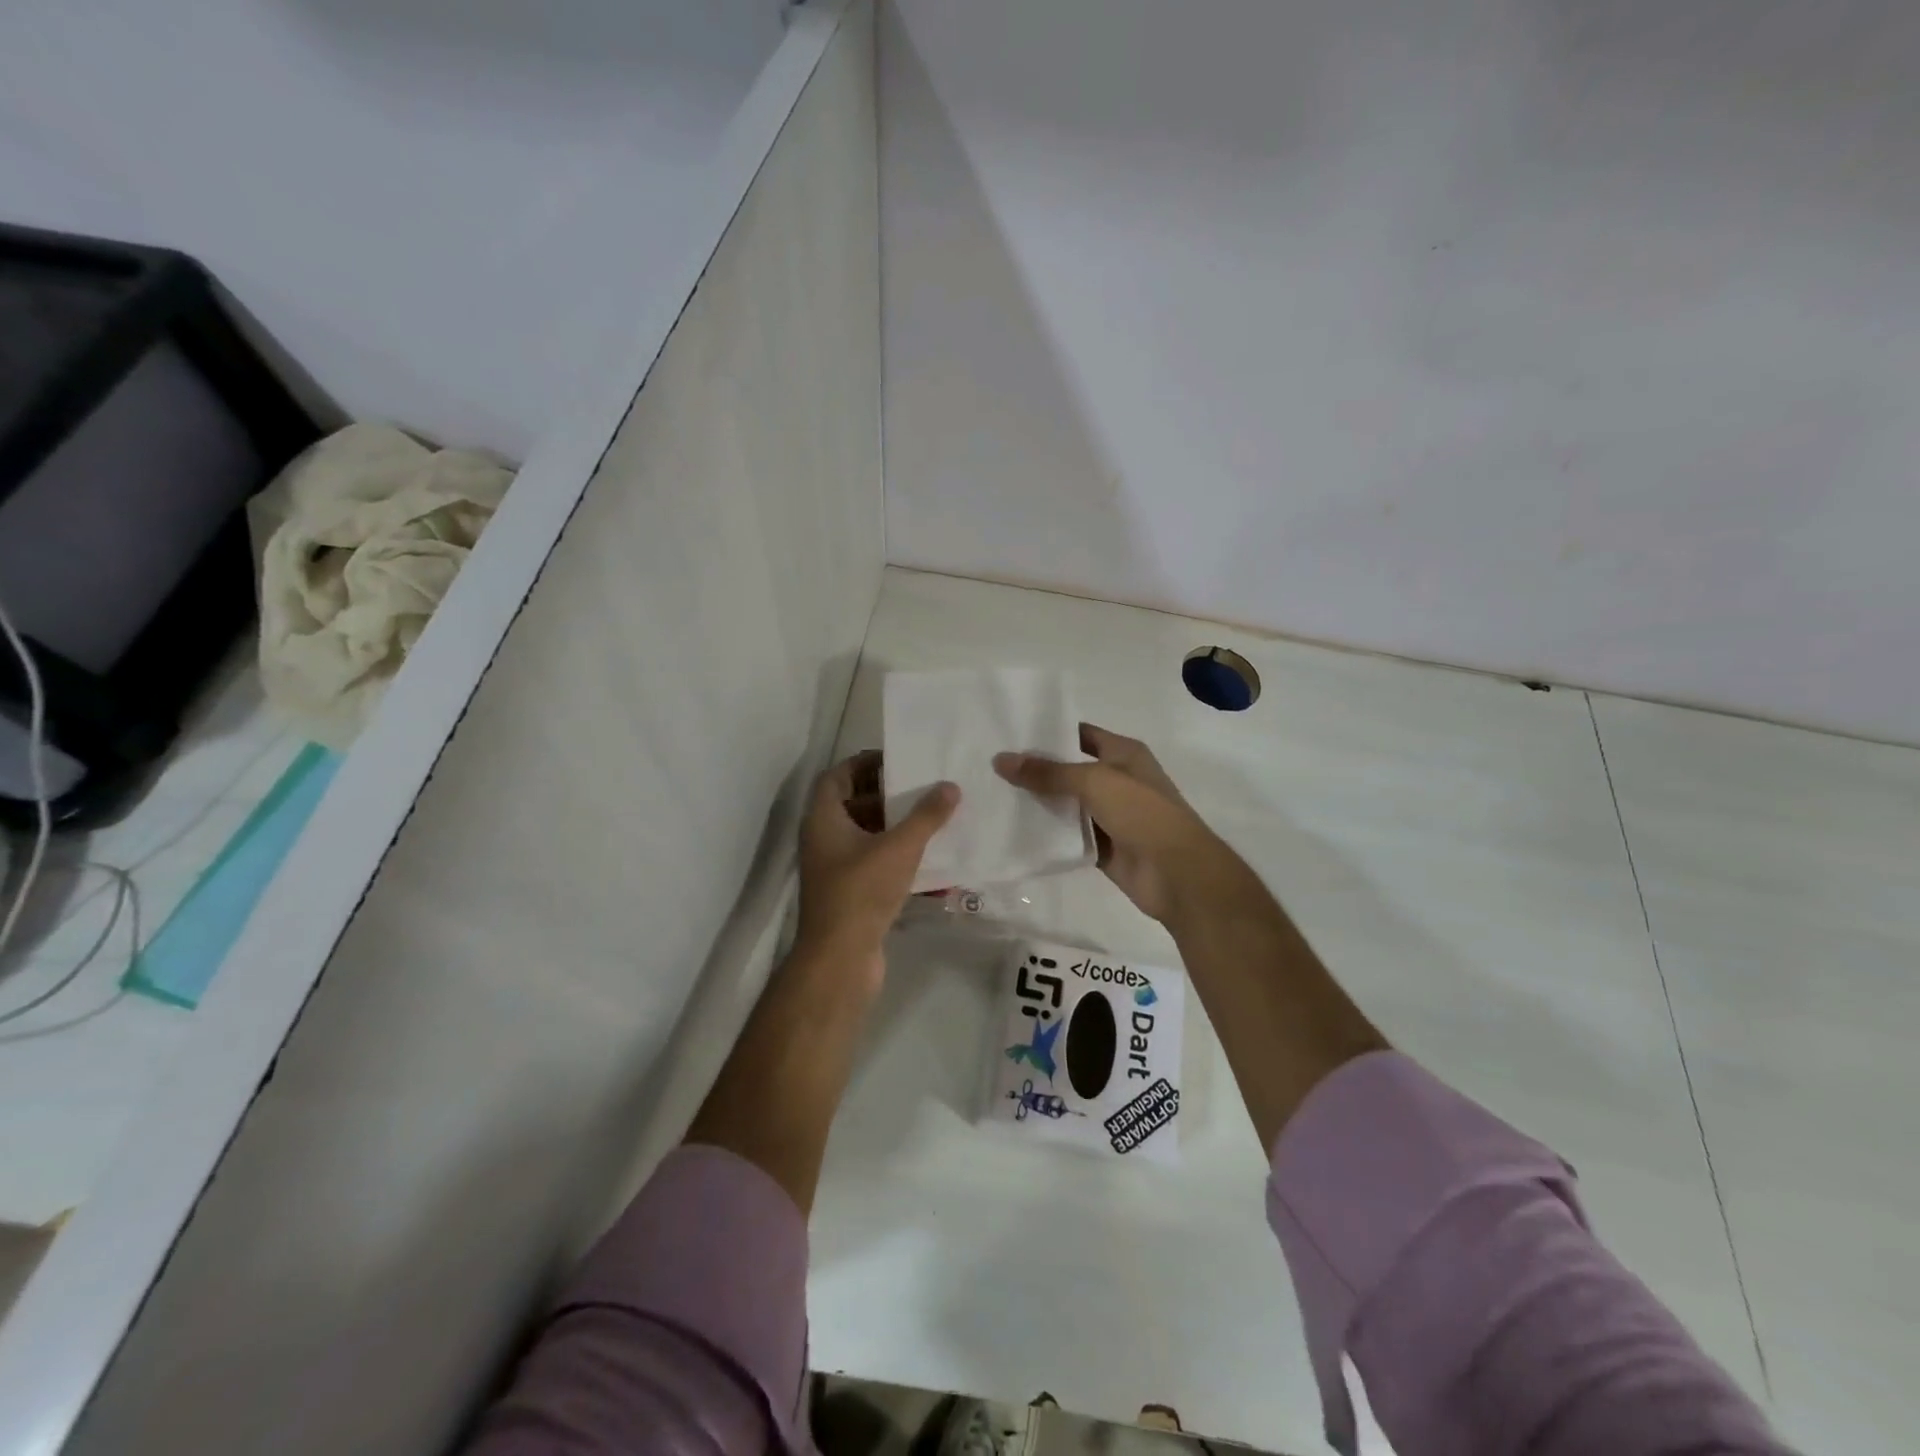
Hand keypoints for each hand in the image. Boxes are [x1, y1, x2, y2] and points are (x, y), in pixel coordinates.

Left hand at [795, 750, 958, 979]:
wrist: (840, 960)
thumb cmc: (862, 892)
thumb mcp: (899, 848)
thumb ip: (926, 815)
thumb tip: (950, 786)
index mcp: (823, 820)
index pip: (837, 776)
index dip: (863, 763)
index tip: (897, 760)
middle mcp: (824, 840)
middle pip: (853, 805)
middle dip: (888, 796)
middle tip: (923, 788)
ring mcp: (835, 869)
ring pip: (866, 837)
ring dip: (896, 828)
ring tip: (933, 819)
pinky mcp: (849, 894)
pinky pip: (875, 864)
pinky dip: (898, 858)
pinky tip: (930, 861)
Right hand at [994, 724, 1230, 923]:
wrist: (1177, 874)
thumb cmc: (1142, 813)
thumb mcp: (1094, 782)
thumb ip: (1047, 773)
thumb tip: (1000, 760)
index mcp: (1124, 754)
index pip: (1079, 734)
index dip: (1048, 733)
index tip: (1009, 735)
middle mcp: (1117, 780)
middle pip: (1070, 770)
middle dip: (1037, 770)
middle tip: (992, 766)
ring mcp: (1111, 816)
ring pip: (1068, 805)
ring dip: (1039, 803)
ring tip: (994, 795)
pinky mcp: (1103, 847)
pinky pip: (1070, 836)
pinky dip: (1049, 834)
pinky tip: (1015, 830)